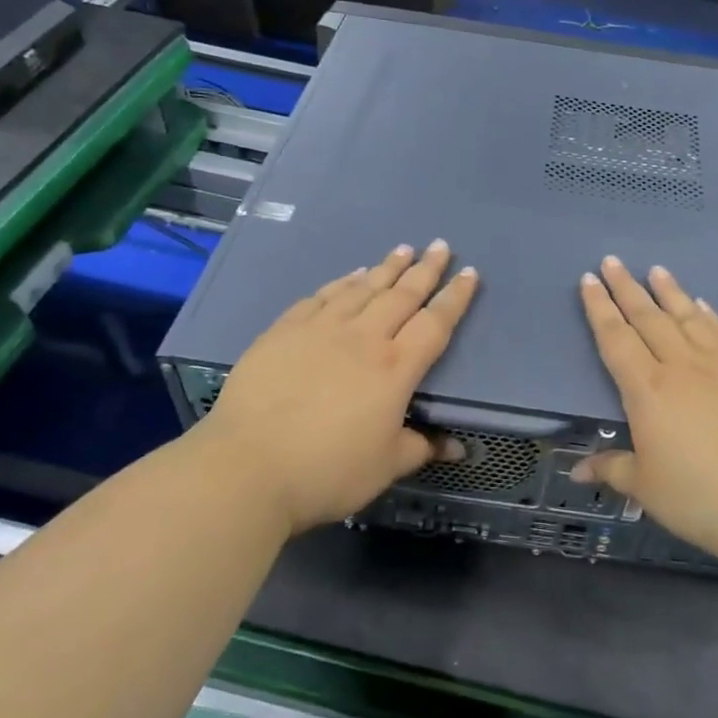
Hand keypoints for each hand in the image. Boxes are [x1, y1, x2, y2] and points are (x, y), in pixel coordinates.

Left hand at [192, 240, 477, 534]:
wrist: (247, 467)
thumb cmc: (327, 471)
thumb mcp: (386, 466)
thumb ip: (422, 447)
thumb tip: (456, 446)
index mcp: (395, 368)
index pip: (435, 324)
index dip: (455, 298)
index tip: (470, 273)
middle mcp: (362, 338)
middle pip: (401, 295)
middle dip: (425, 269)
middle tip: (440, 246)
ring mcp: (320, 330)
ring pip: (361, 288)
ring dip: (386, 267)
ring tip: (402, 250)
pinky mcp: (283, 332)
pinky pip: (321, 297)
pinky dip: (341, 282)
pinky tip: (350, 275)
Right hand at [575, 256, 717, 572]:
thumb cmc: (701, 497)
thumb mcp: (646, 489)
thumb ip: (612, 469)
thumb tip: (577, 470)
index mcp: (648, 392)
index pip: (616, 340)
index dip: (599, 309)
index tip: (589, 281)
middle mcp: (683, 367)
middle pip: (649, 318)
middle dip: (627, 288)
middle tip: (612, 261)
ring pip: (689, 318)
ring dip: (669, 292)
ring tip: (656, 270)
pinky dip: (710, 316)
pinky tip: (703, 306)